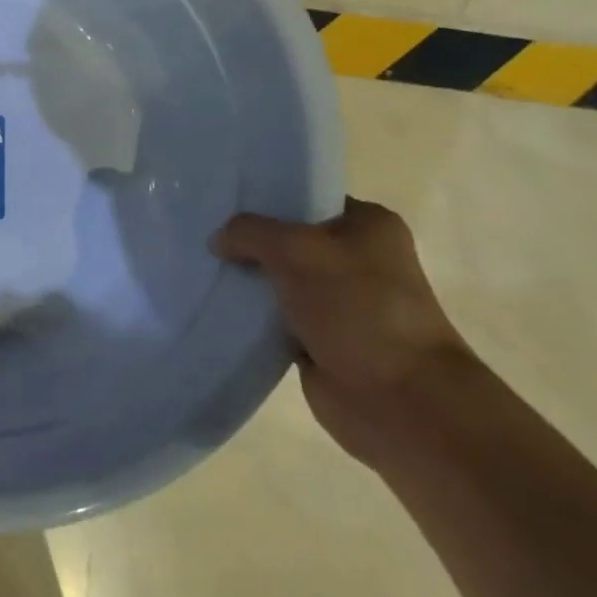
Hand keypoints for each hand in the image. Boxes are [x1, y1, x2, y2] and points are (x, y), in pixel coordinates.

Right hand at [212, 199, 477, 467]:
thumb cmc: (357, 308)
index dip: (263, 197)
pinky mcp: (318, 336)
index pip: (305, 197)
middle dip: (247, 239)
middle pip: (286, 237)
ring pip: (276, 277)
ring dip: (245, 278)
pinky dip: (249, 312)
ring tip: (199, 265)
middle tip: (202, 232)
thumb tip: (218, 241)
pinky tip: (214, 302)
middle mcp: (356, 258)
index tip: (219, 199)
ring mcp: (337, 300)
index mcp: (368, 225)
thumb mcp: (295, 250)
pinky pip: (272, 314)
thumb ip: (249, 232)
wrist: (397, 399)